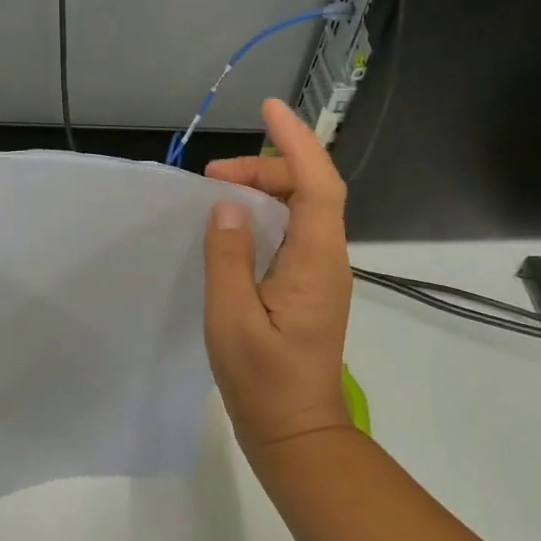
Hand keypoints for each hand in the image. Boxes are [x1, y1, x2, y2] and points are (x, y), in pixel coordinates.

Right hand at [203, 98, 354, 455]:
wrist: (295, 432)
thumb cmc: (262, 382)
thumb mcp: (231, 320)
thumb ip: (228, 258)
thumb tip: (226, 205)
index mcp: (316, 262)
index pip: (317, 183)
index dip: (297, 141)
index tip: (269, 108)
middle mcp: (328, 261)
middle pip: (311, 191)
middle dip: (268, 167)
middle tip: (213, 175)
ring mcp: (321, 276)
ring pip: (303, 212)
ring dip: (265, 191)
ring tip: (218, 192)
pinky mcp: (308, 291)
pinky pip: (293, 236)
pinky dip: (266, 217)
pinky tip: (235, 228)